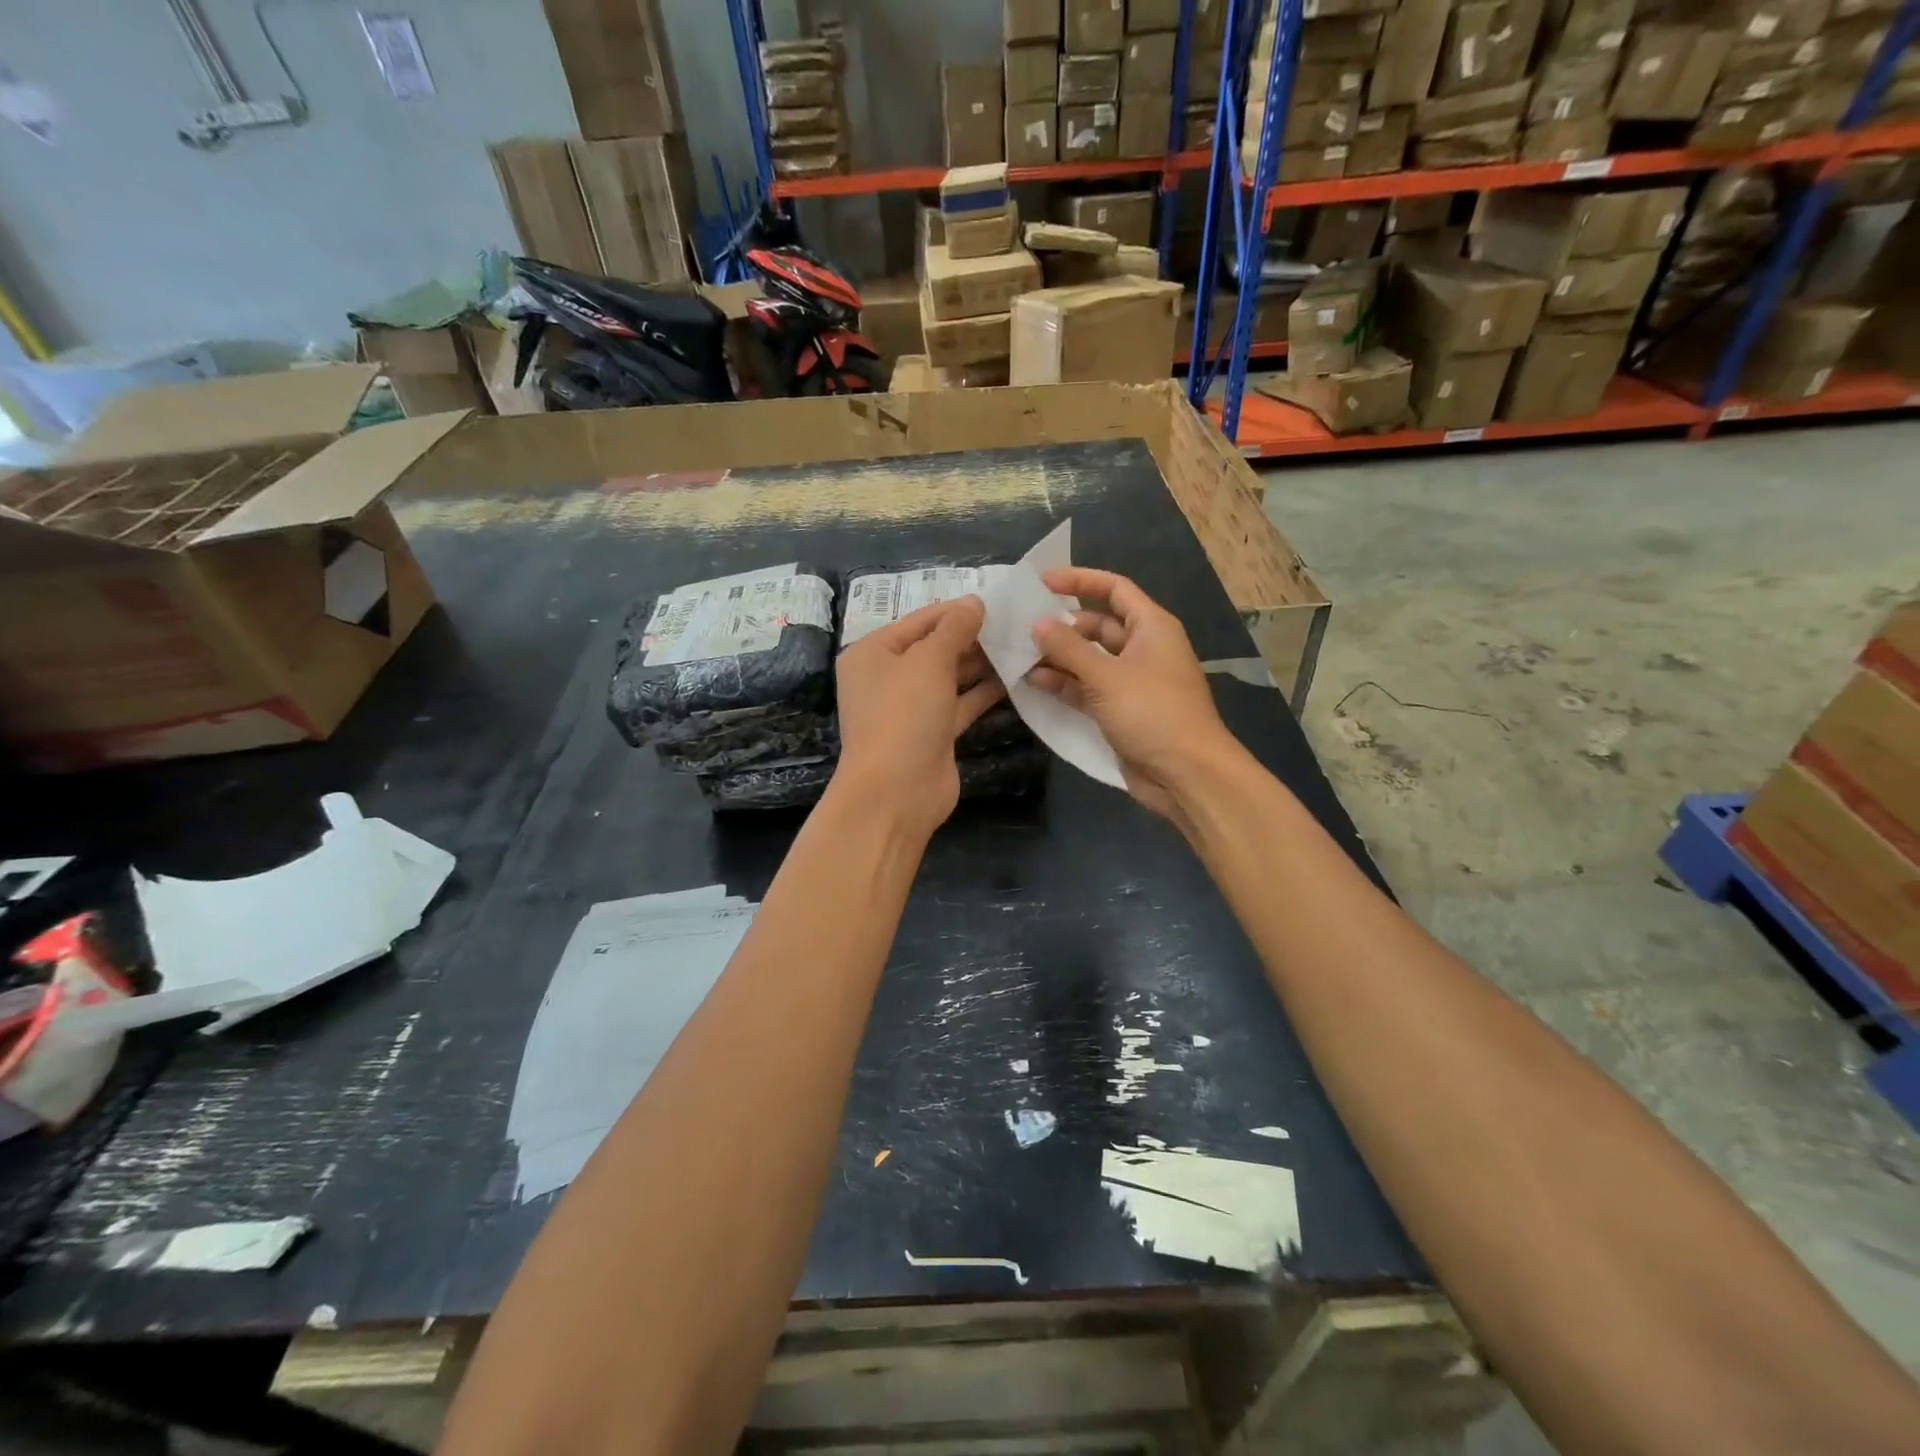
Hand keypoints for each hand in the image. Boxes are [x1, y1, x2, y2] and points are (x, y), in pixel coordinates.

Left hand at [833, 596, 1004, 841]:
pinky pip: (960, 704)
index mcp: (872, 653)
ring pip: (949, 677)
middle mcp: (887, 678)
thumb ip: (954, 629)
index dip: (956, 610)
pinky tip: (1014, 678)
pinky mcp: (933, 733)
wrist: (897, 792)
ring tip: (1020, 645)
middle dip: (972, 637)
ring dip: (981, 664)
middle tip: (1015, 623)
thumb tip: (974, 602)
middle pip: (934, 648)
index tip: (996, 601)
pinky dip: (983, 692)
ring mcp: (910, 708)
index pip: (920, 620)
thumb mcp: (929, 661)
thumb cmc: (904, 714)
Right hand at [1027, 568, 1240, 821]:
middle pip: (1097, 626)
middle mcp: (1142, 648)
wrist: (1186, 773)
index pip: (1114, 589)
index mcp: (1151, 627)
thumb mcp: (1107, 676)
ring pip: (1089, 659)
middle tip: (1022, 628)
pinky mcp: (1121, 710)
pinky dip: (1064, 684)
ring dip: (1058, 658)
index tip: (1042, 583)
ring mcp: (1131, 681)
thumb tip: (1037, 624)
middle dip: (1061, 627)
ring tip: (1019, 656)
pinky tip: (1033, 683)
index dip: (1079, 581)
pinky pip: (1088, 688)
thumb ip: (1068, 649)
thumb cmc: (1153, 713)